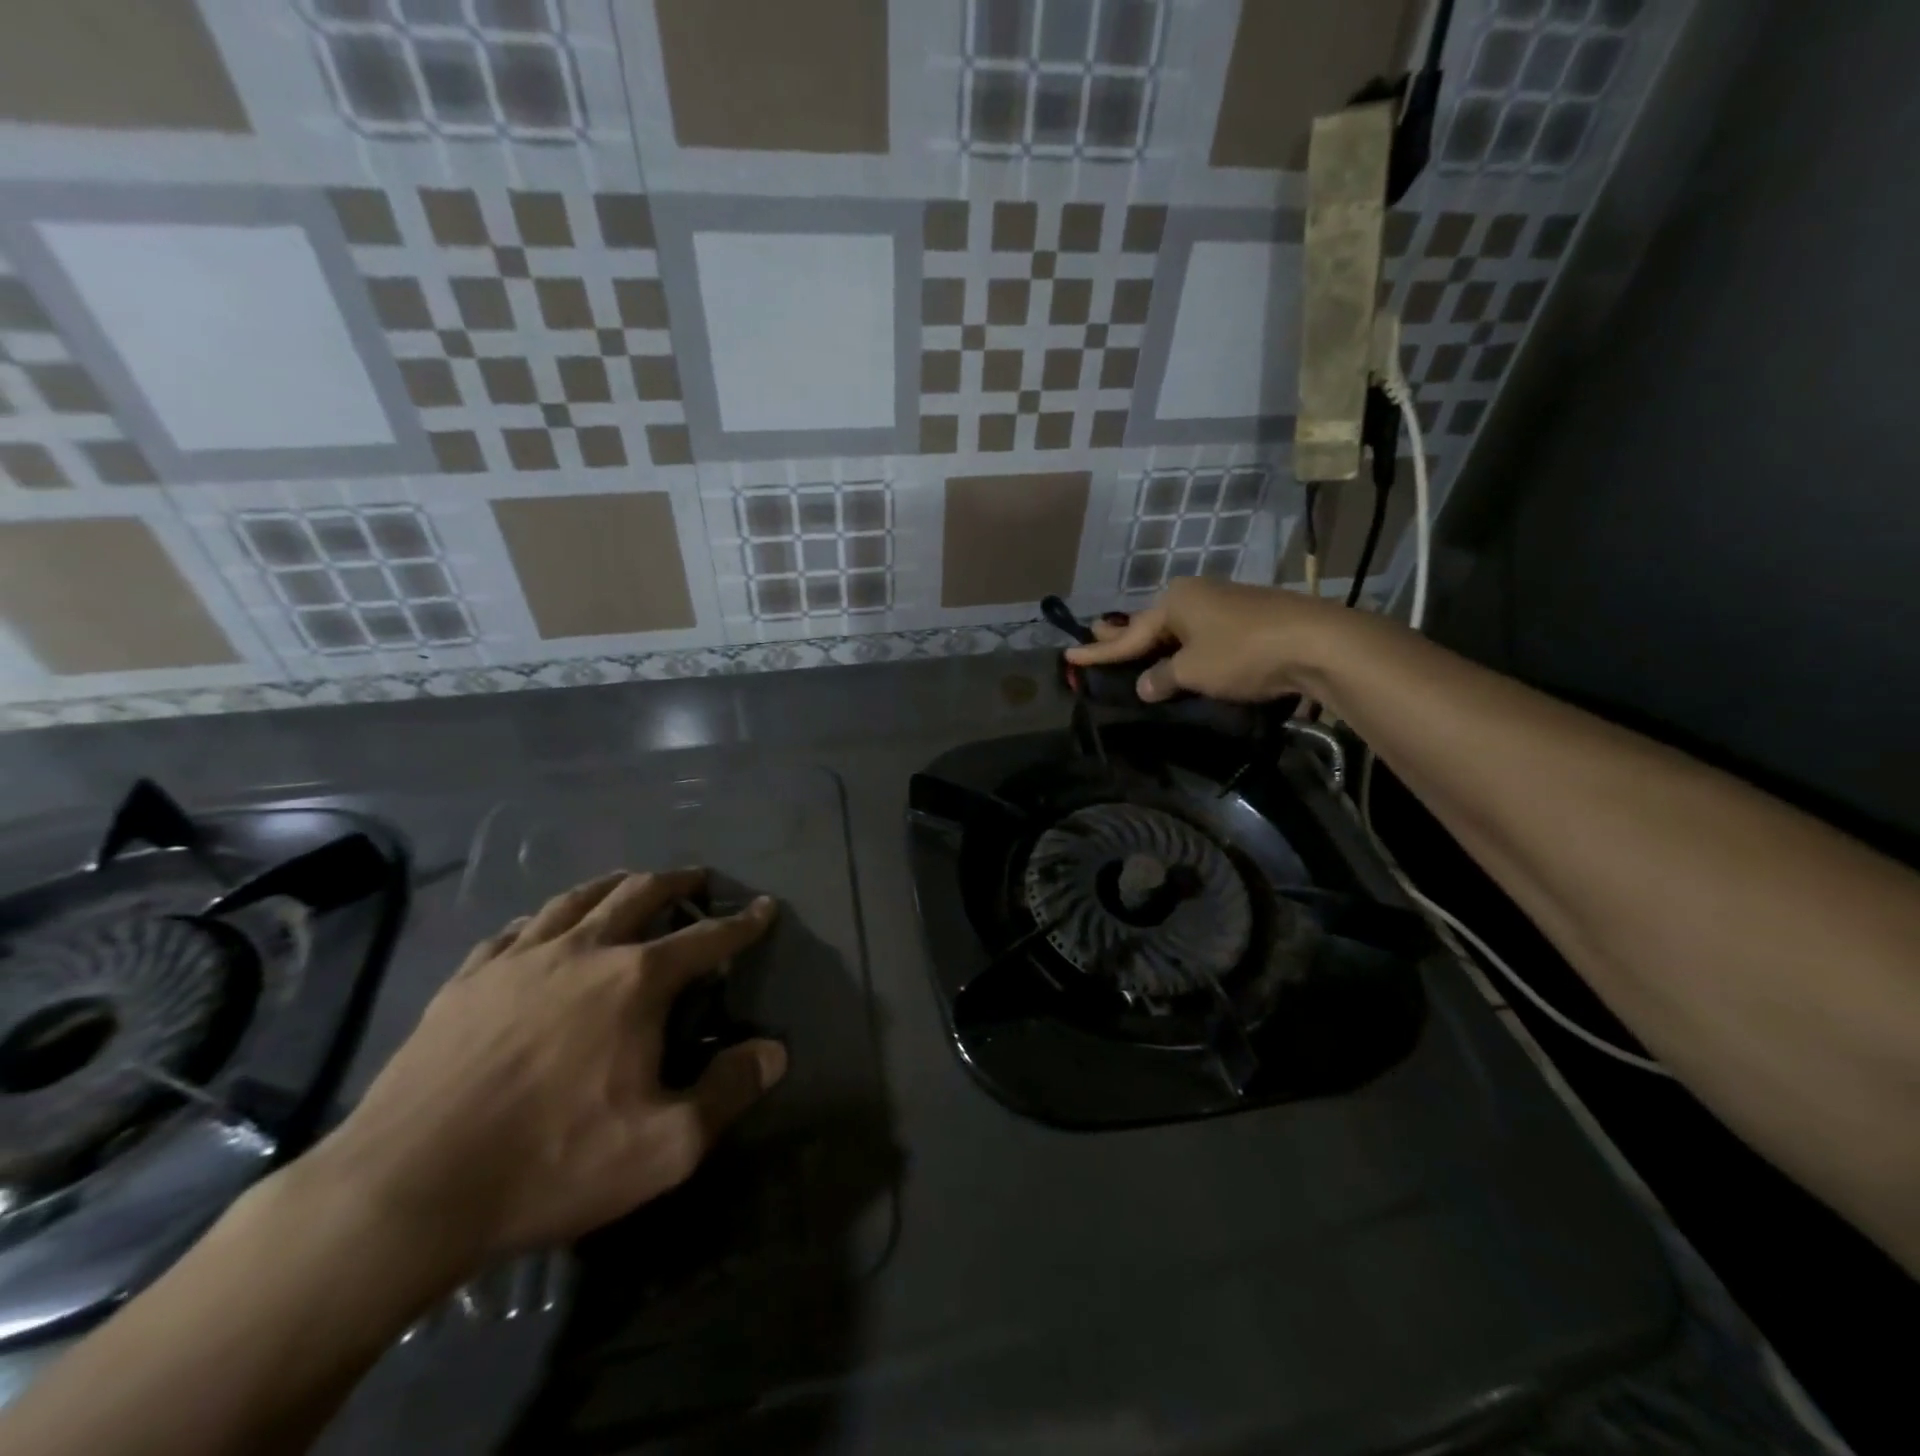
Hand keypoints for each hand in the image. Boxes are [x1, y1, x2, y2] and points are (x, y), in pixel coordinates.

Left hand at [305, 869, 785, 1274]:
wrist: (404, 1191)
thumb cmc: (550, 1164)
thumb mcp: (664, 1147)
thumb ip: (728, 1091)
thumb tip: (774, 1051)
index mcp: (635, 981)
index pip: (706, 938)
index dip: (742, 922)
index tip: (764, 907)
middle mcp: (582, 951)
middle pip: (639, 894)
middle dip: (677, 882)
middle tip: (697, 880)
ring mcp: (518, 960)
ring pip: (576, 898)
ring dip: (614, 884)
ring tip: (630, 883)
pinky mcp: (466, 980)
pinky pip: (515, 929)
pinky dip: (544, 917)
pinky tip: (542, 926)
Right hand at [1065, 577, 1357, 703]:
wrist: (1316, 642)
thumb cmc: (1242, 652)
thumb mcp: (1193, 671)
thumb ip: (1163, 678)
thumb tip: (1146, 685)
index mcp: (1175, 601)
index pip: (1129, 635)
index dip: (1099, 651)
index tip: (1069, 656)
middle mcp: (1196, 595)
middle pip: (1151, 622)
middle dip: (1124, 633)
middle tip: (1096, 632)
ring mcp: (1224, 604)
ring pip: (1179, 628)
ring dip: (1156, 640)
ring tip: (1134, 646)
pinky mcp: (1248, 618)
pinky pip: (1202, 634)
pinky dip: (1184, 646)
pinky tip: (1182, 653)